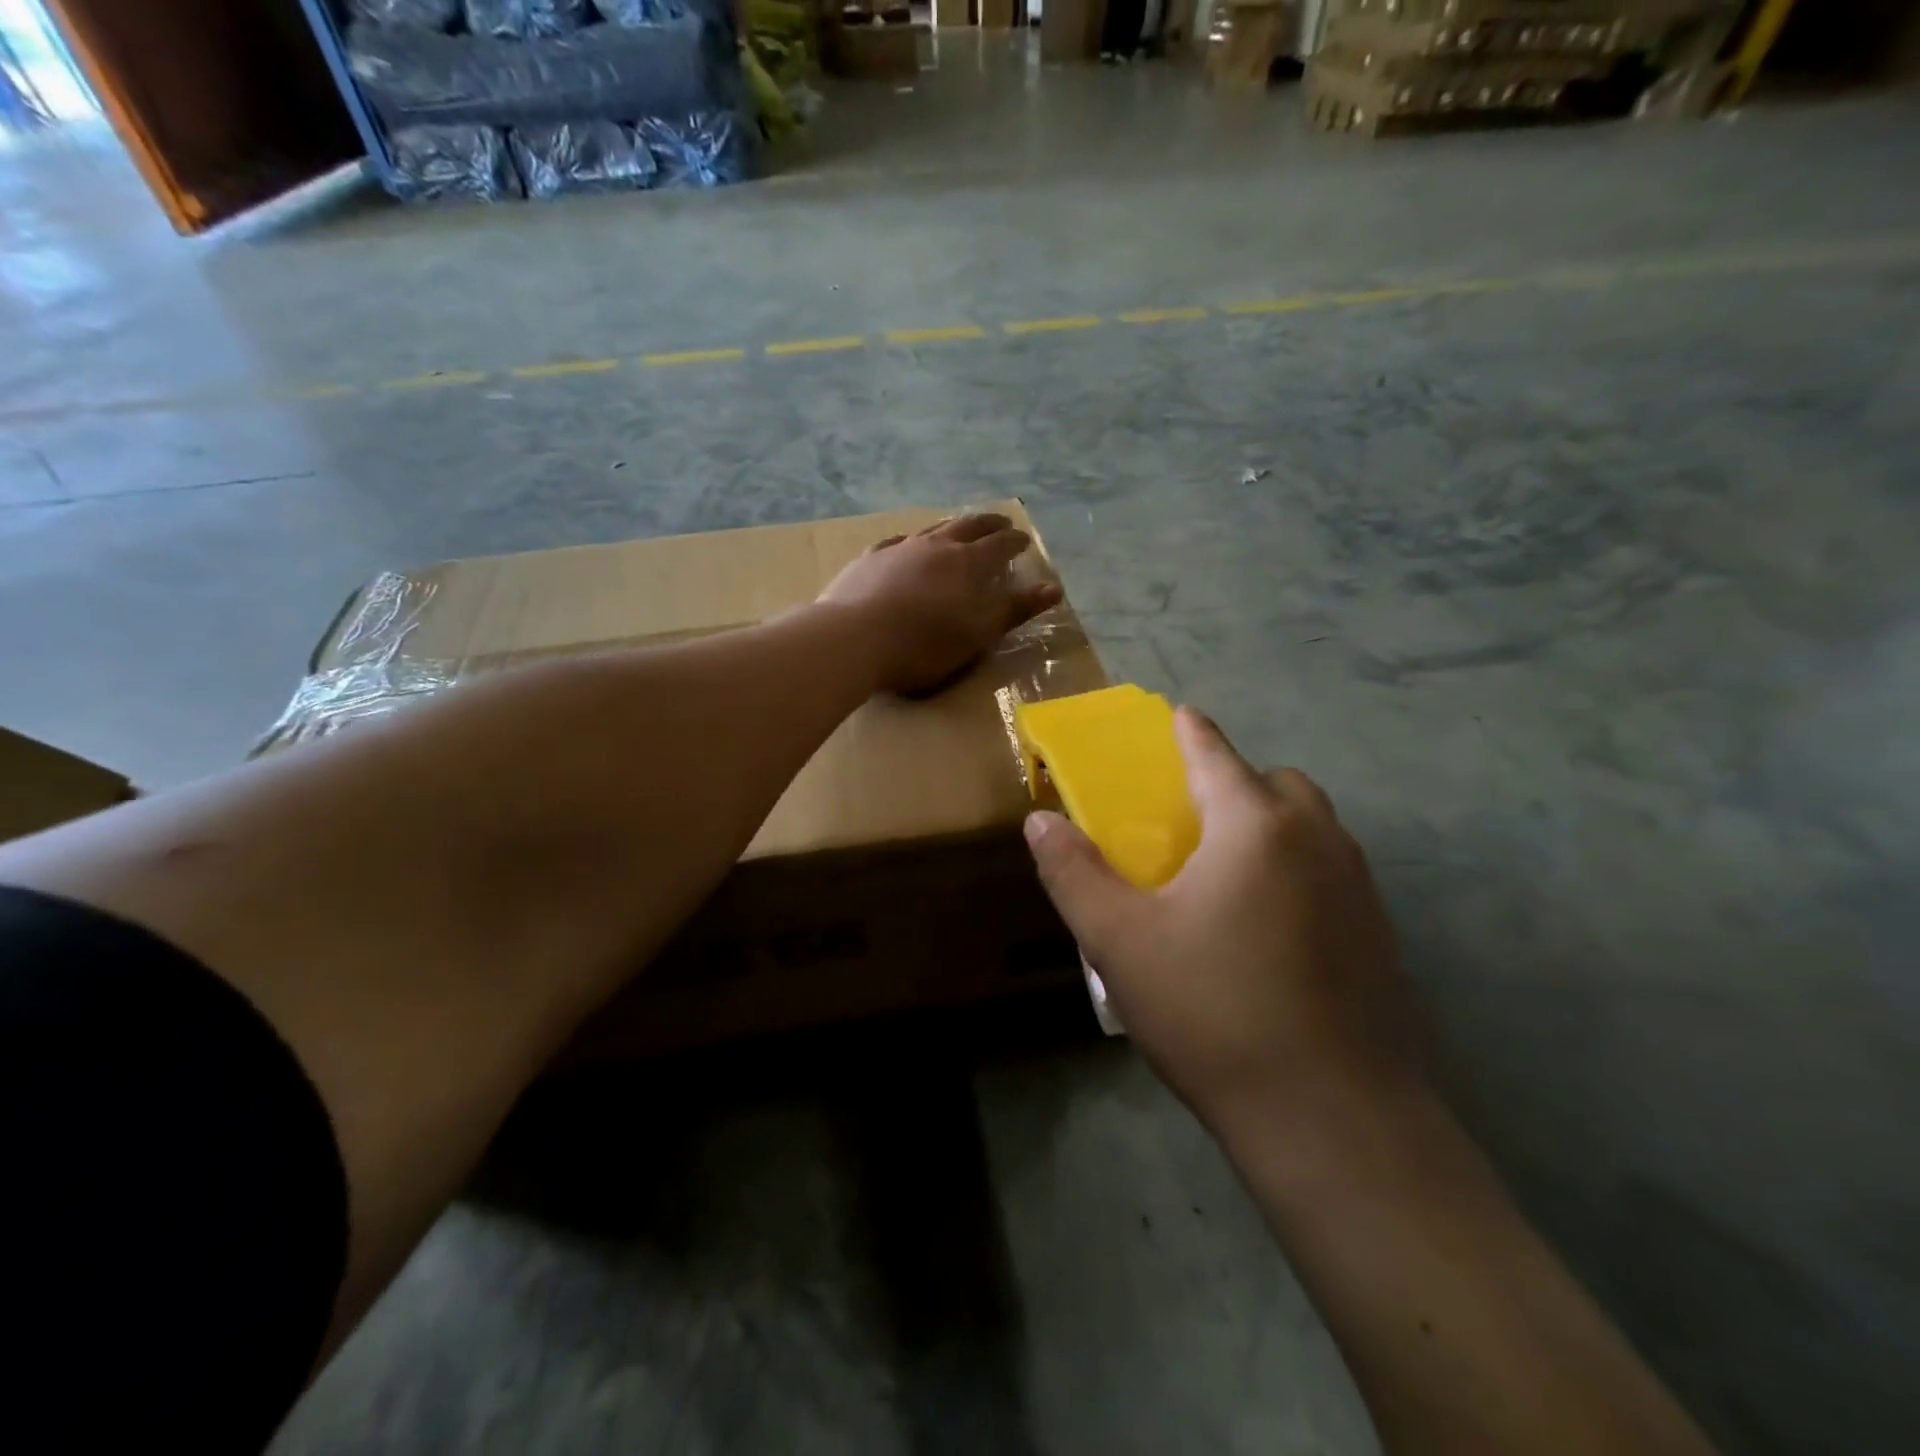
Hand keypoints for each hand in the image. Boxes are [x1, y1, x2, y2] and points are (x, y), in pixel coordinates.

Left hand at [820, 514, 1062, 695]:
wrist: (854, 639)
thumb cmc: (923, 645)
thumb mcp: (977, 634)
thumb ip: (1014, 610)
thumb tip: (1054, 589)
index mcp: (967, 564)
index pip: (999, 545)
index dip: (1014, 541)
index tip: (1024, 540)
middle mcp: (935, 547)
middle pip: (968, 526)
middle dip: (988, 524)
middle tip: (1001, 522)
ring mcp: (899, 549)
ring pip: (932, 529)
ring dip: (951, 526)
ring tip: (959, 527)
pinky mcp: (869, 560)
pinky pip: (895, 543)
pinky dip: (910, 541)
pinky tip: (906, 545)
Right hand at [1023, 708, 1423, 1134]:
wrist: (1332, 1118)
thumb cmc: (1213, 1012)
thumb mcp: (1119, 941)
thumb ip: (1074, 872)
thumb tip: (1039, 821)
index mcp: (1255, 825)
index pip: (1214, 752)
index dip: (1188, 731)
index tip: (1175, 716)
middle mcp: (1317, 839)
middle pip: (1274, 783)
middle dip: (1235, 784)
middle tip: (1193, 825)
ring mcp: (1360, 887)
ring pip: (1311, 828)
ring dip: (1270, 827)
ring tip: (1226, 877)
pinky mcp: (1381, 934)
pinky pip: (1332, 873)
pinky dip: (1299, 872)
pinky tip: (1269, 932)